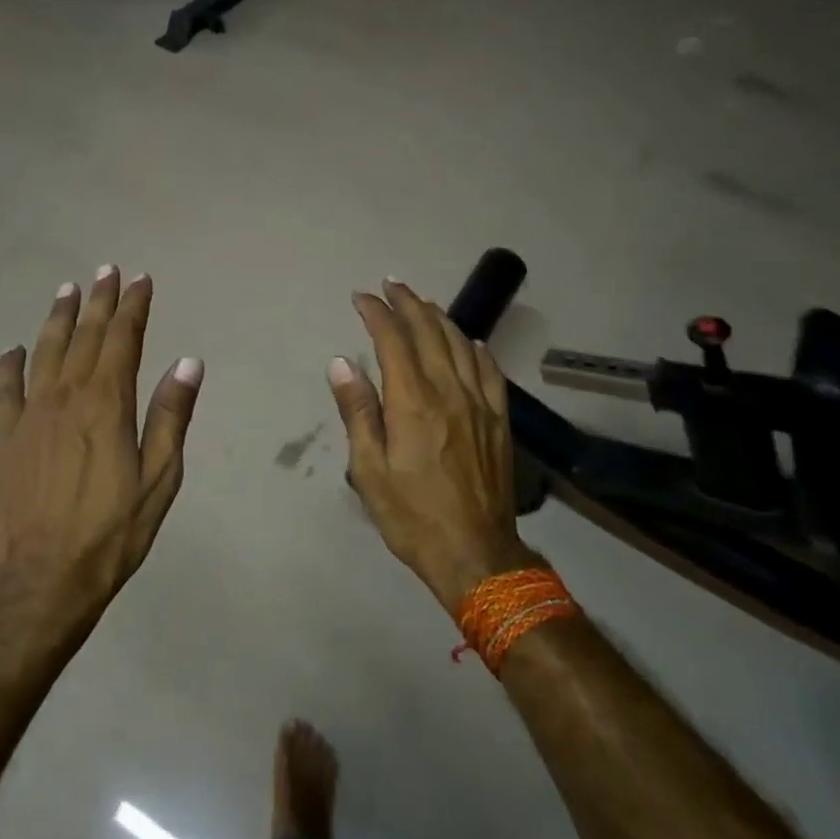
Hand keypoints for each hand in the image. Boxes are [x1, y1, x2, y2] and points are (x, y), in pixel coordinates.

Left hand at [0, 268, 202, 618]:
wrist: (45, 578)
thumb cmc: (114, 529)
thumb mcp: (160, 476)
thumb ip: (171, 415)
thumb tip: (189, 361)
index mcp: (107, 403)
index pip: (122, 340)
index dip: (133, 307)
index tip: (140, 280)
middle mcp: (66, 396)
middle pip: (85, 336)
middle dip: (99, 301)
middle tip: (106, 270)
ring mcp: (30, 415)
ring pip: (45, 352)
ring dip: (58, 318)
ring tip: (67, 290)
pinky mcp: (5, 438)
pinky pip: (5, 390)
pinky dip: (10, 365)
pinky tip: (15, 350)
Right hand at [326, 281, 535, 610]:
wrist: (476, 553)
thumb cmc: (412, 515)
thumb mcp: (369, 470)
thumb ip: (358, 411)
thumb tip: (341, 362)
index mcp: (413, 402)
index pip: (393, 340)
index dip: (376, 313)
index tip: (361, 297)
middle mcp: (448, 391)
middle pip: (429, 331)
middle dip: (408, 303)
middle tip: (391, 285)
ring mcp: (479, 403)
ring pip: (460, 344)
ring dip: (439, 317)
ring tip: (422, 303)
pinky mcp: (499, 420)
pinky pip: (489, 371)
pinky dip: (476, 348)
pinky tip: (470, 341)